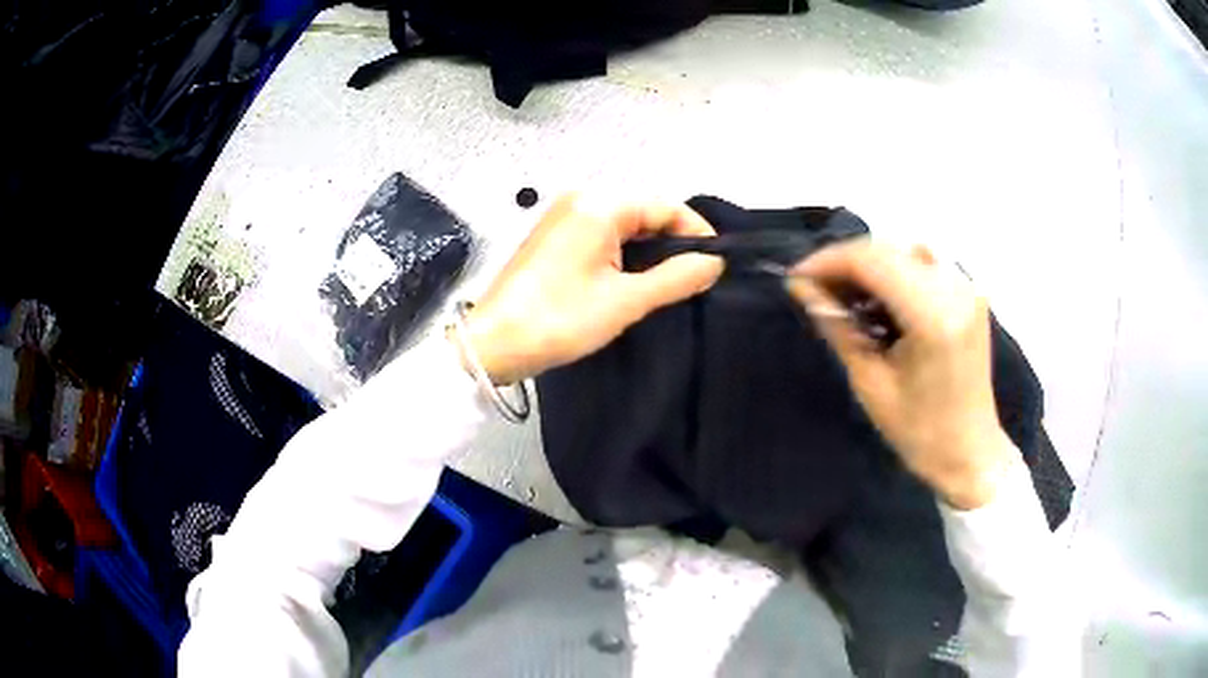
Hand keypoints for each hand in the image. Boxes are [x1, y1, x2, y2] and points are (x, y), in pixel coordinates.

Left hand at [458, 194, 723, 384]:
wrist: (493, 344)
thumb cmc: (560, 319)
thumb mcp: (625, 300)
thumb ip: (676, 278)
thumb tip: (714, 263)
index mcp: (599, 205)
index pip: (665, 206)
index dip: (697, 232)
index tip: (716, 265)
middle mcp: (581, 199)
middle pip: (644, 212)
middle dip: (672, 243)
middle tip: (694, 280)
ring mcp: (563, 217)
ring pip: (624, 226)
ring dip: (648, 252)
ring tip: (667, 285)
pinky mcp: (553, 237)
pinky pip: (601, 236)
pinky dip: (623, 255)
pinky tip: (632, 281)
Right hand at [786, 239, 1016, 509]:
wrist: (970, 451)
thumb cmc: (919, 432)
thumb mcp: (870, 383)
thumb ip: (838, 327)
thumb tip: (802, 288)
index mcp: (933, 316)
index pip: (871, 260)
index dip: (828, 261)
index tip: (796, 278)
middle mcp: (955, 288)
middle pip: (887, 248)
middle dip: (845, 262)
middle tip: (814, 288)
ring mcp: (966, 286)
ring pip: (903, 250)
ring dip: (869, 264)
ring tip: (844, 294)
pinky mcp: (969, 292)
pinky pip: (923, 263)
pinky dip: (894, 270)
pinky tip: (878, 297)